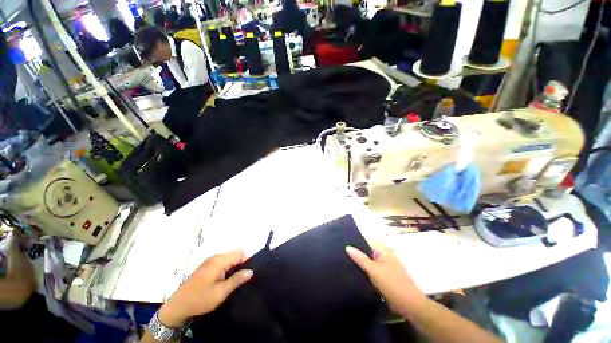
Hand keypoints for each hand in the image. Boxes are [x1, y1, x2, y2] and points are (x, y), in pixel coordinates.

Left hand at [158, 250, 253, 327]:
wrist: (177, 306)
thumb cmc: (200, 299)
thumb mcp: (221, 292)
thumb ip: (237, 279)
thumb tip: (251, 271)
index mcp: (219, 261)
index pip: (240, 253)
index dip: (246, 262)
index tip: (244, 276)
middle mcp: (215, 257)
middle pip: (235, 254)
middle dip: (240, 264)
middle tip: (238, 280)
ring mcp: (210, 261)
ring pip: (229, 258)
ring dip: (233, 267)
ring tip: (232, 281)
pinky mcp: (206, 266)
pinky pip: (222, 262)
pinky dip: (227, 268)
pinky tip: (223, 281)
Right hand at [346, 243, 426, 316]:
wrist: (410, 305)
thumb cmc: (392, 284)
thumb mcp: (373, 271)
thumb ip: (360, 258)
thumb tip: (347, 246)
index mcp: (383, 249)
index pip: (366, 240)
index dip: (355, 240)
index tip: (342, 241)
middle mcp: (384, 254)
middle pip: (367, 249)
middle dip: (356, 251)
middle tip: (341, 251)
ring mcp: (385, 264)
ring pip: (369, 259)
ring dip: (360, 261)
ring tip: (344, 259)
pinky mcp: (385, 274)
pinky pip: (372, 268)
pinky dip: (365, 268)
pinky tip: (355, 270)